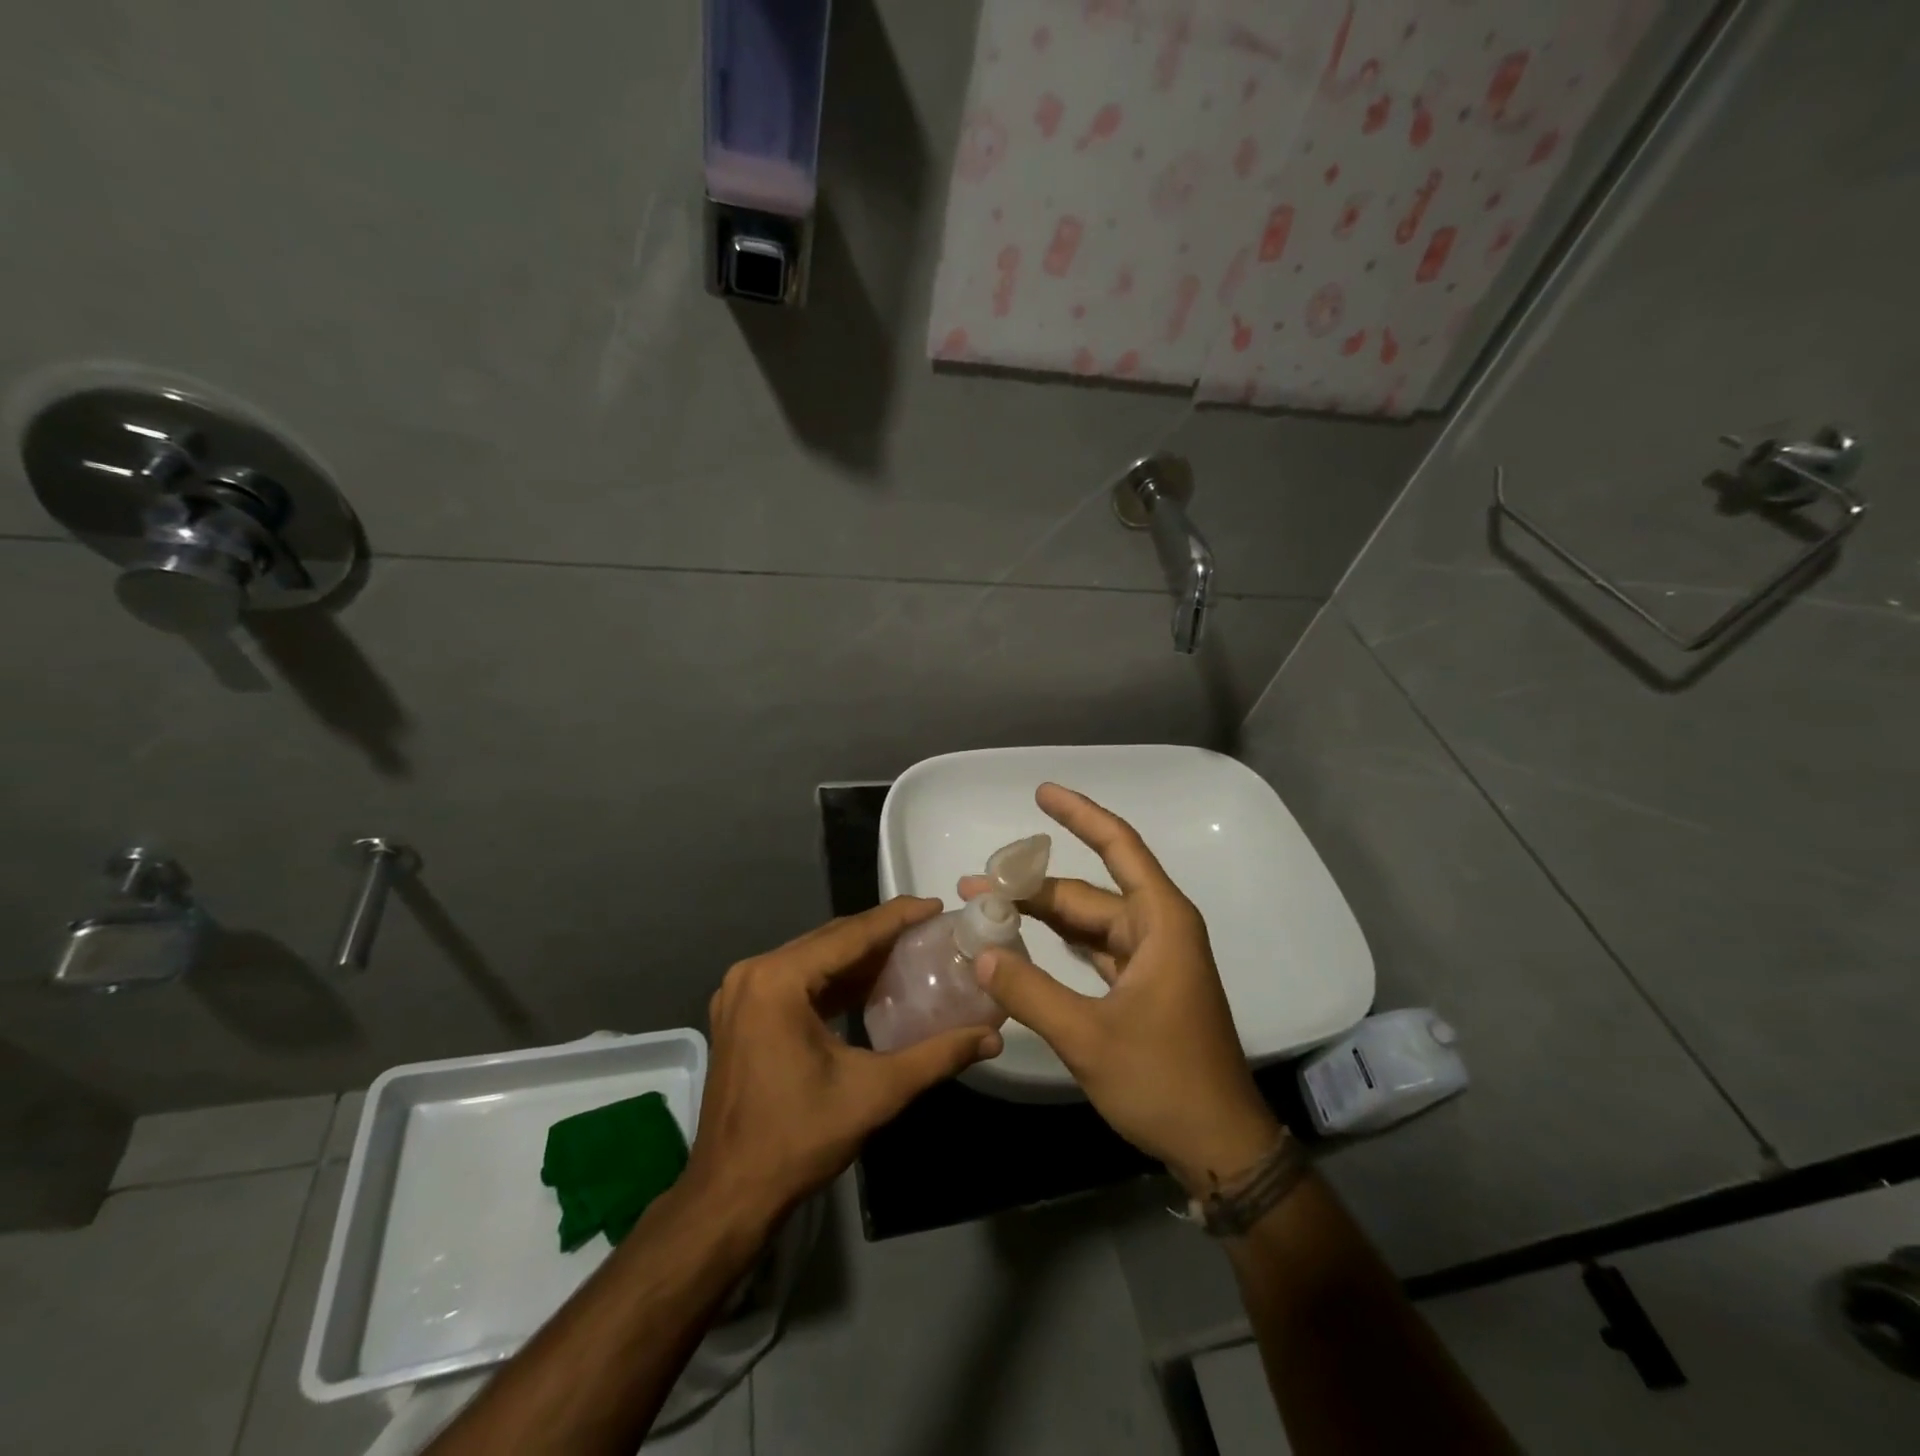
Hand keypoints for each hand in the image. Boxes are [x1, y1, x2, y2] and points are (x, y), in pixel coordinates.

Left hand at [685, 897, 1003, 1230]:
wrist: (730, 1195)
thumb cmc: (798, 1139)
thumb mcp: (875, 1093)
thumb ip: (936, 1057)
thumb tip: (991, 1037)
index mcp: (777, 980)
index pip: (849, 935)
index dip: (897, 917)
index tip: (936, 905)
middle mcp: (753, 974)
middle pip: (829, 940)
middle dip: (880, 933)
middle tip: (929, 929)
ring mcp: (741, 993)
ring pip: (813, 959)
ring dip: (858, 956)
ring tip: (909, 949)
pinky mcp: (742, 1014)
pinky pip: (796, 980)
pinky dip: (834, 980)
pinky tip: (870, 984)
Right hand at [962, 784, 1283, 1193]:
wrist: (1219, 1146)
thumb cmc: (1164, 1081)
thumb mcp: (1089, 1037)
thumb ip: (1030, 992)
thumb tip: (982, 952)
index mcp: (1160, 922)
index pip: (1118, 847)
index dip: (1080, 815)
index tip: (1041, 793)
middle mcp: (1158, 929)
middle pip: (1088, 891)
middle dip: (1032, 885)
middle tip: (975, 886)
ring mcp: (1152, 959)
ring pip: (1088, 921)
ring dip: (1042, 915)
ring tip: (989, 909)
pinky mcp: (1142, 987)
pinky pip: (1094, 949)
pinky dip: (1059, 944)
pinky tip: (1024, 943)